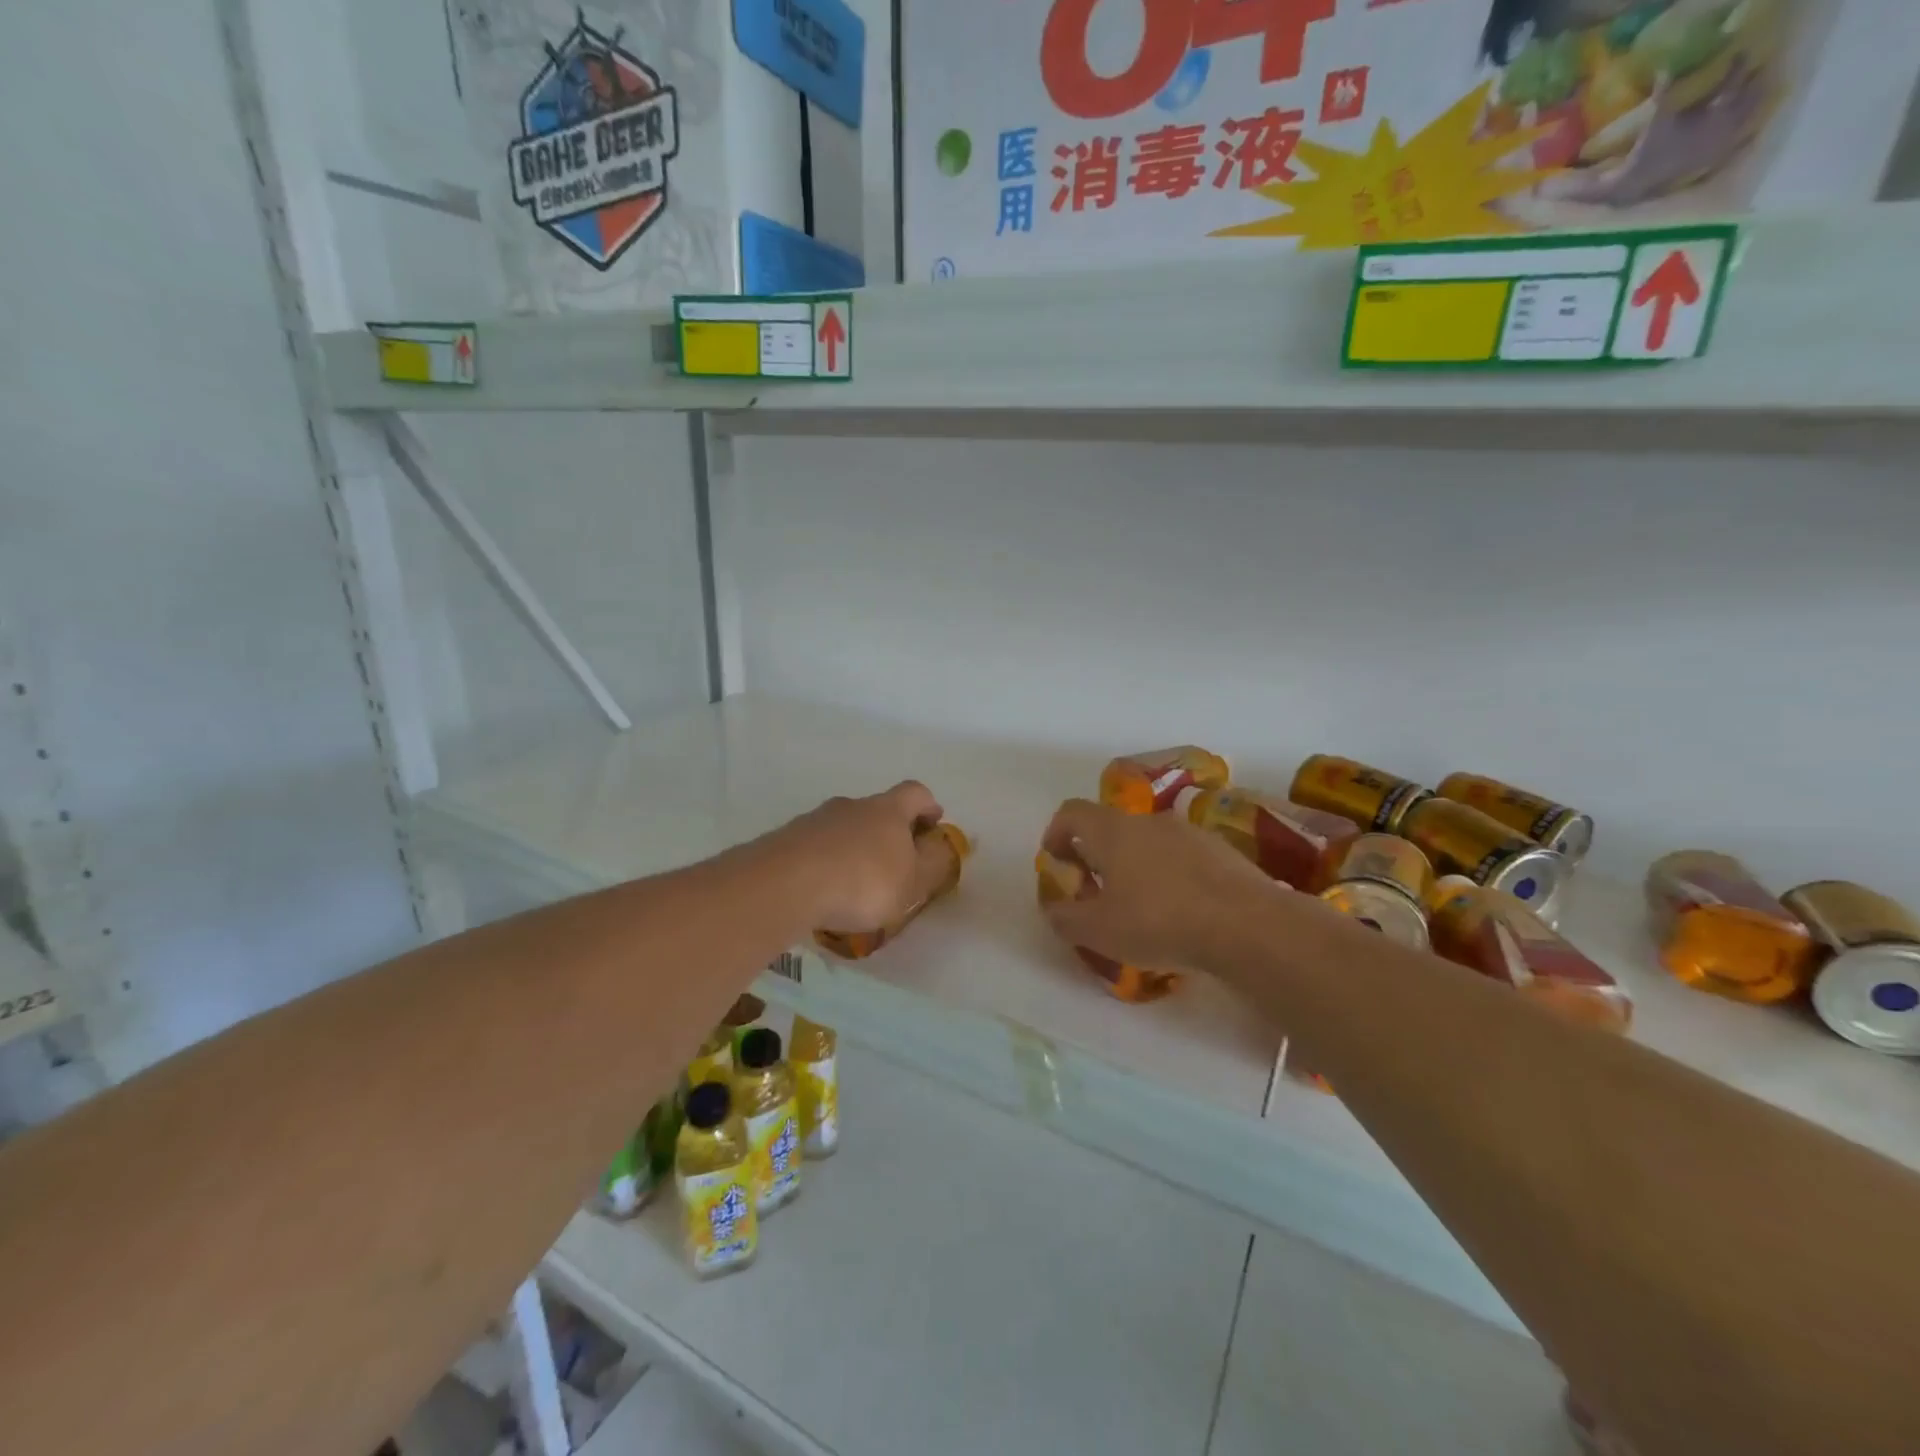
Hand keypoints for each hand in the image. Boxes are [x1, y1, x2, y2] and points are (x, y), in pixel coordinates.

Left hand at [771, 782, 947, 932]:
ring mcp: (816, 819)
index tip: (933, 825)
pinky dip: (826, 863)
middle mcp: (852, 805)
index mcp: (888, 810)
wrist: (786, 884)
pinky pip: (816, 847)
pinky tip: (824, 892)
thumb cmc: (863, 882)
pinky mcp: (787, 839)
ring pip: (844, 829)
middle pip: (877, 810)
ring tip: (855, 886)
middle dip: (888, 832)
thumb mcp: (912, 882)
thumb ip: (932, 864)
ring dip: (854, 849)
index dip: (928, 806)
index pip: (916, 793)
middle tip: (894, 864)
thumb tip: (940, 846)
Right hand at [1039, 798, 1284, 972]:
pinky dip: (1168, 875)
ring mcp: (1188, 832)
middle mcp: (1148, 821)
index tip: (1056, 861)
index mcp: (1112, 831)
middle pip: (1110, 827)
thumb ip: (1065, 918)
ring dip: (1134, 865)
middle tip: (1094, 892)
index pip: (1071, 812)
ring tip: (1138, 905)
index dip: (1056, 833)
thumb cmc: (1158, 921)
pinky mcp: (1220, 850)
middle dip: (1095, 855)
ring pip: (1147, 841)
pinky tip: (1179, 911)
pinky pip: (1180, 856)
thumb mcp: (1098, 931)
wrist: (1245, 924)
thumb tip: (1054, 909)